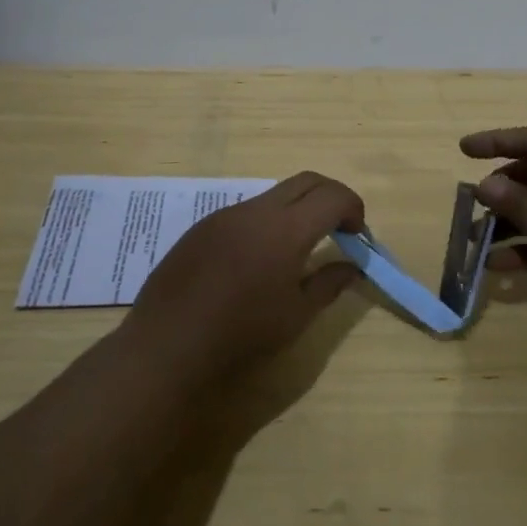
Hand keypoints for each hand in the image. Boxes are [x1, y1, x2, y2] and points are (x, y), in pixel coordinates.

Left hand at [122, 171, 364, 380]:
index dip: (353, 208)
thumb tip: (353, 266)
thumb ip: (329, 283)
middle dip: (330, 197)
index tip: (358, 235)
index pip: (332, 196)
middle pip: (306, 181)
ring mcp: (225, 215)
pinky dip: (267, 222)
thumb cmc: (241, 333)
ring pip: (273, 195)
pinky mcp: (202, 227)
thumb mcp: (296, 315)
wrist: (168, 344)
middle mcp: (256, 210)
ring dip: (297, 209)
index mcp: (286, 229)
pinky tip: (257, 260)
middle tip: (339, 228)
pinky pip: (245, 212)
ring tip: (299, 248)